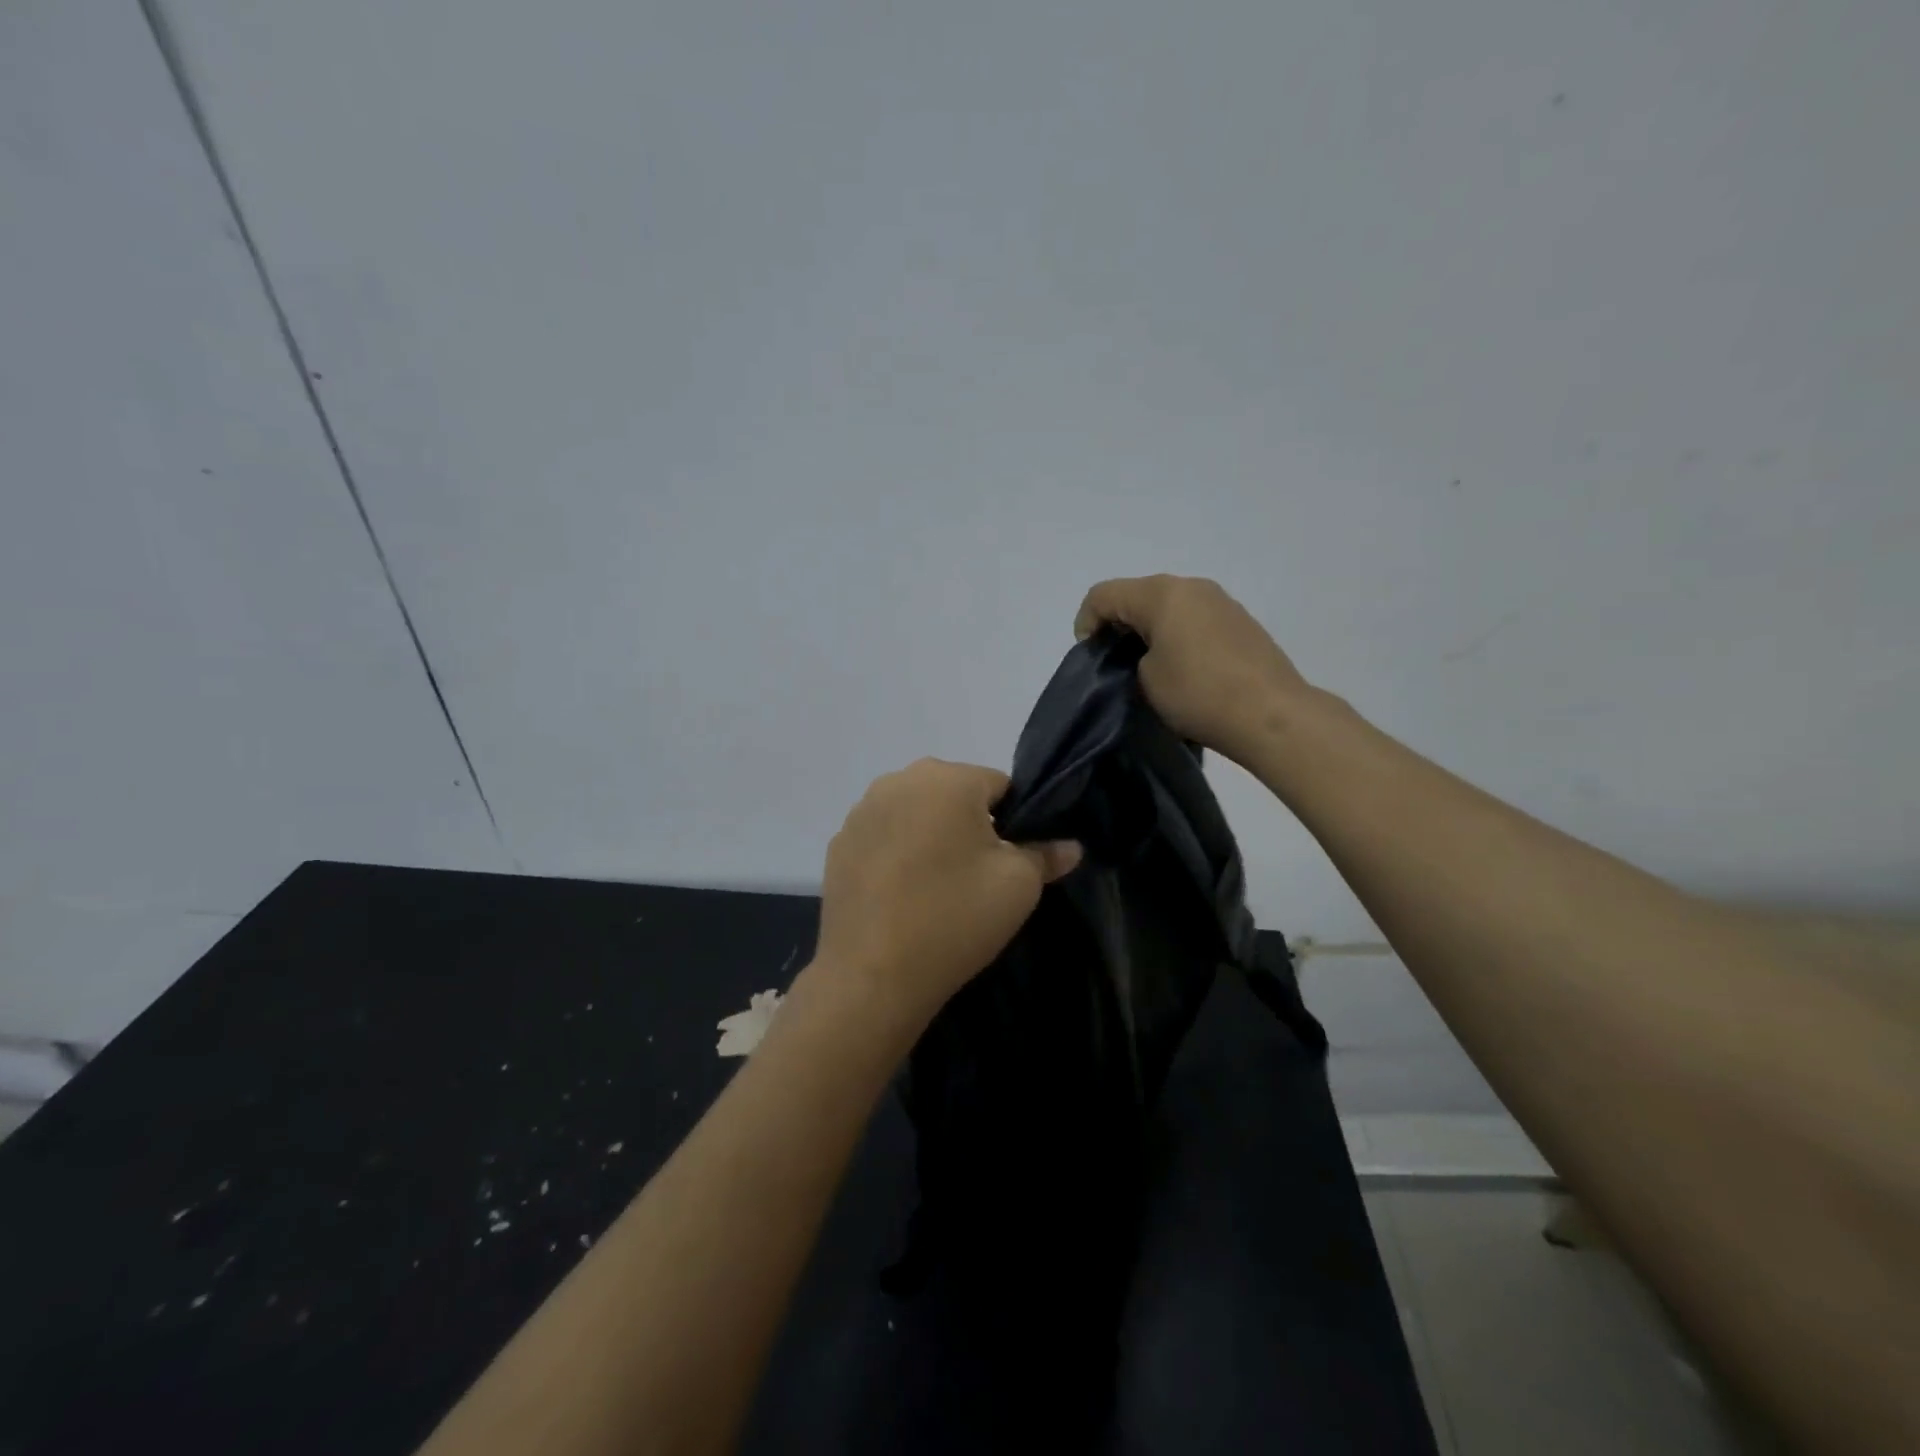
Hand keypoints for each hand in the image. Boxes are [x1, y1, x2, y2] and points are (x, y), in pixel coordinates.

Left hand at [811, 759, 1081, 1032]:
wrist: (872, 975)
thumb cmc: (955, 917)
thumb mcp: (1018, 885)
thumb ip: (1045, 855)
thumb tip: (1068, 846)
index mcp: (947, 778)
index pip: (998, 785)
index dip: (1014, 821)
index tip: (1010, 861)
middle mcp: (898, 780)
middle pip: (952, 795)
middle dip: (969, 826)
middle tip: (976, 877)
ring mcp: (861, 812)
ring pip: (915, 814)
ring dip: (930, 837)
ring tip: (936, 889)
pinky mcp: (837, 844)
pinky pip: (883, 838)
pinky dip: (896, 855)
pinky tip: (901, 896)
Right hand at [1073, 575, 1311, 767]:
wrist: (1272, 715)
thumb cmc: (1198, 694)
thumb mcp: (1145, 680)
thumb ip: (1130, 658)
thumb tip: (1141, 656)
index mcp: (1161, 593)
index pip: (1103, 595)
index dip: (1086, 624)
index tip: (1092, 660)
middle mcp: (1191, 585)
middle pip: (1137, 595)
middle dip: (1119, 626)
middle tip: (1116, 666)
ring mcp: (1221, 601)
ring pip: (1168, 606)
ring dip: (1150, 631)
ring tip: (1151, 669)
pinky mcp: (1241, 621)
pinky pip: (1194, 619)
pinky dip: (1177, 636)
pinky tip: (1185, 669)